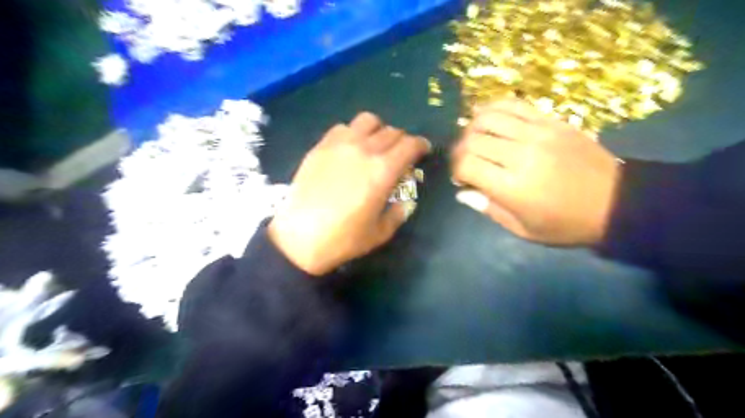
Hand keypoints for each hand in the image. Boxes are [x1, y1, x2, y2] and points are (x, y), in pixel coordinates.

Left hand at [267, 111, 430, 273]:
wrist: (299, 238)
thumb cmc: (343, 239)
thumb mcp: (380, 232)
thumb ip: (399, 212)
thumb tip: (405, 201)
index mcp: (383, 171)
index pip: (410, 145)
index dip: (421, 145)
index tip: (423, 150)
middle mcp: (364, 150)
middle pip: (391, 131)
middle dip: (402, 141)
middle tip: (400, 154)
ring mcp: (339, 145)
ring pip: (367, 121)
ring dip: (378, 130)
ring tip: (375, 145)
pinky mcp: (320, 147)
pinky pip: (342, 127)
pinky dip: (353, 133)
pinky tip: (350, 149)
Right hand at [450, 99, 621, 246]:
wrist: (617, 203)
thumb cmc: (566, 224)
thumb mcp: (523, 229)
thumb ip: (488, 209)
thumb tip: (462, 192)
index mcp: (513, 187)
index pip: (466, 165)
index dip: (456, 170)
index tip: (461, 179)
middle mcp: (521, 155)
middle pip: (472, 140)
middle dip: (460, 151)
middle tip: (465, 161)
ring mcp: (538, 133)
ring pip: (488, 117)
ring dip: (472, 128)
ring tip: (475, 139)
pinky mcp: (552, 121)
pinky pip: (514, 105)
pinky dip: (493, 108)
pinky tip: (487, 117)